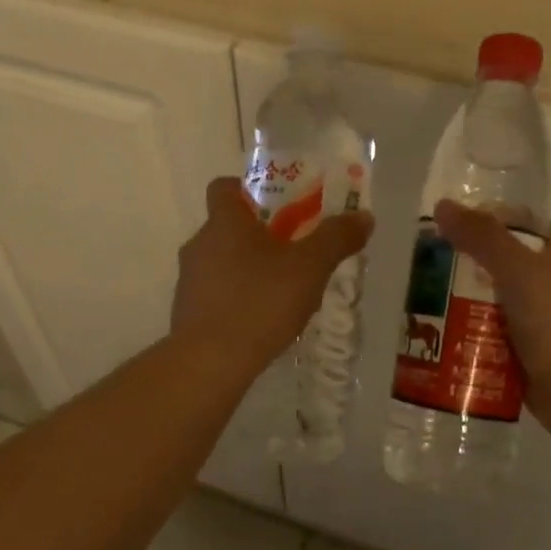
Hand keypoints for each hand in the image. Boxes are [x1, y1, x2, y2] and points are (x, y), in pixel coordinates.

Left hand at [172, 178, 372, 375]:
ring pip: (221, 262)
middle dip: (258, 234)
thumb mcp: (309, 268)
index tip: (275, 203)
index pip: (223, 187)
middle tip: (293, 249)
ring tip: (282, 290)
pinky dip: (236, 298)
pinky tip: (262, 320)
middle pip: (226, 227)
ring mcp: (189, 280)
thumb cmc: (259, 302)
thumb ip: (336, 238)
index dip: (246, 188)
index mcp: (224, 222)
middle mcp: (199, 244)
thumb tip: (364, 216)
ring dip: (247, 268)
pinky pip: (215, 293)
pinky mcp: (186, 313)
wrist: (209, 362)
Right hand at [432, 199, 550, 441]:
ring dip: (462, 301)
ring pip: (492, 301)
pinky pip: (490, 334)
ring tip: (424, 300)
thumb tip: (443, 206)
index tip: (450, 222)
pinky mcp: (526, 352)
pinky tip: (440, 334)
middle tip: (425, 264)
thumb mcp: (517, 269)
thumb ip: (482, 237)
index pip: (522, 223)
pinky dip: (468, 333)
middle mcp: (550, 284)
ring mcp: (539, 320)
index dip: (489, 217)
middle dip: (464, 263)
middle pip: (500, 263)